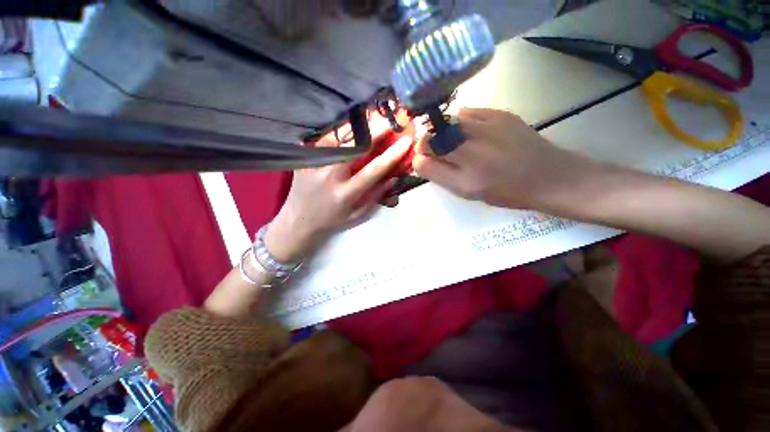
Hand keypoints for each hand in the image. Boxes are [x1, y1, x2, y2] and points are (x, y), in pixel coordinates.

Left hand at [265, 115, 412, 262]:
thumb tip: (394, 177)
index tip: (406, 141)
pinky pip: (323, 139)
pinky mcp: (303, 159)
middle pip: (354, 147)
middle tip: (388, 121)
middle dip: (374, 131)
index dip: (392, 154)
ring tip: (369, 118)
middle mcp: (330, 176)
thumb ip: (376, 196)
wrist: (299, 220)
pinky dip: (337, 131)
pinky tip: (347, 126)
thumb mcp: (357, 214)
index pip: (373, 170)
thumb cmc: (332, 219)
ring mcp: (314, 165)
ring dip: (356, 126)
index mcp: (346, 193)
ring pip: (337, 137)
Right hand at [412, 108, 592, 210]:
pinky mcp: (499, 114)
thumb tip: (420, 160)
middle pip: (432, 137)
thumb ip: (439, 176)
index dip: (420, 158)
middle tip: (439, 153)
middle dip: (428, 144)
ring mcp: (485, 127)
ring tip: (456, 142)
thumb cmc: (505, 191)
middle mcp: (470, 148)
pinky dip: (461, 122)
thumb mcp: (467, 192)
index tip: (425, 161)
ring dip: (443, 133)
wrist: (547, 176)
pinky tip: (471, 132)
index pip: (424, 158)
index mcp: (463, 175)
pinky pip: (467, 112)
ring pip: (446, 123)